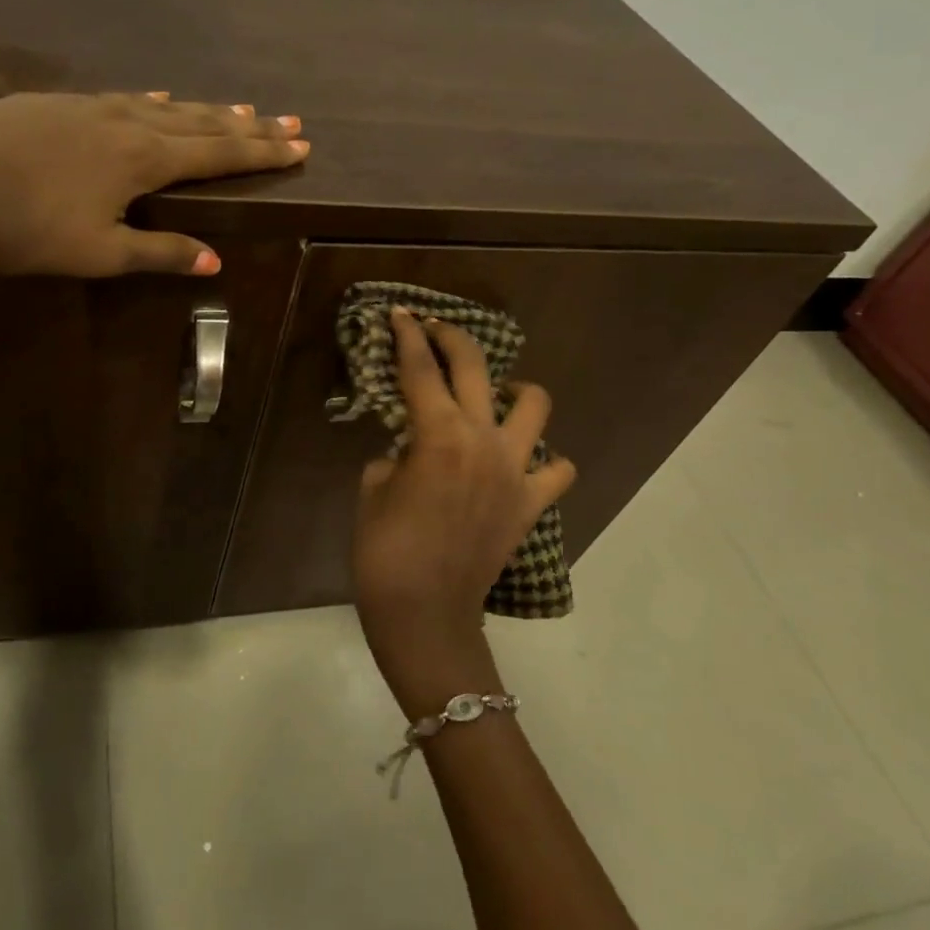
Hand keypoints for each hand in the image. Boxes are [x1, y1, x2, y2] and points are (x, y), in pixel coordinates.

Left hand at [0, 92, 308, 275]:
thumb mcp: (99, 253)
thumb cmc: (26, 229)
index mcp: (143, 159)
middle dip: (247, 125)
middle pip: (200, 122)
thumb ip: (159, 252)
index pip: (218, 153)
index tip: (300, 145)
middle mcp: (125, 122)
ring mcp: (88, 107)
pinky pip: (122, 98)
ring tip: (239, 108)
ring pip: (163, 105)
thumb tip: (214, 260)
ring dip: (205, 109)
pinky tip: (156, 96)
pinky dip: (153, 101)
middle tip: (289, 120)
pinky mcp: (53, 104)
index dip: (262, 151)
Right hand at [352, 310, 575, 715]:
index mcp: (437, 435)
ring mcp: (515, 471)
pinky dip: (545, 460)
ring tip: (495, 394)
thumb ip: (396, 455)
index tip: (401, 313)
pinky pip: (557, 471)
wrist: (425, 615)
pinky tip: (520, 462)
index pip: (420, 368)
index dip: (407, 335)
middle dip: (452, 337)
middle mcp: (483, 441)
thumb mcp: (372, 488)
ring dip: (515, 389)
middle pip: (475, 368)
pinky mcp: (531, 504)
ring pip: (534, 406)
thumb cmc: (384, 552)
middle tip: (434, 329)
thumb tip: (412, 448)